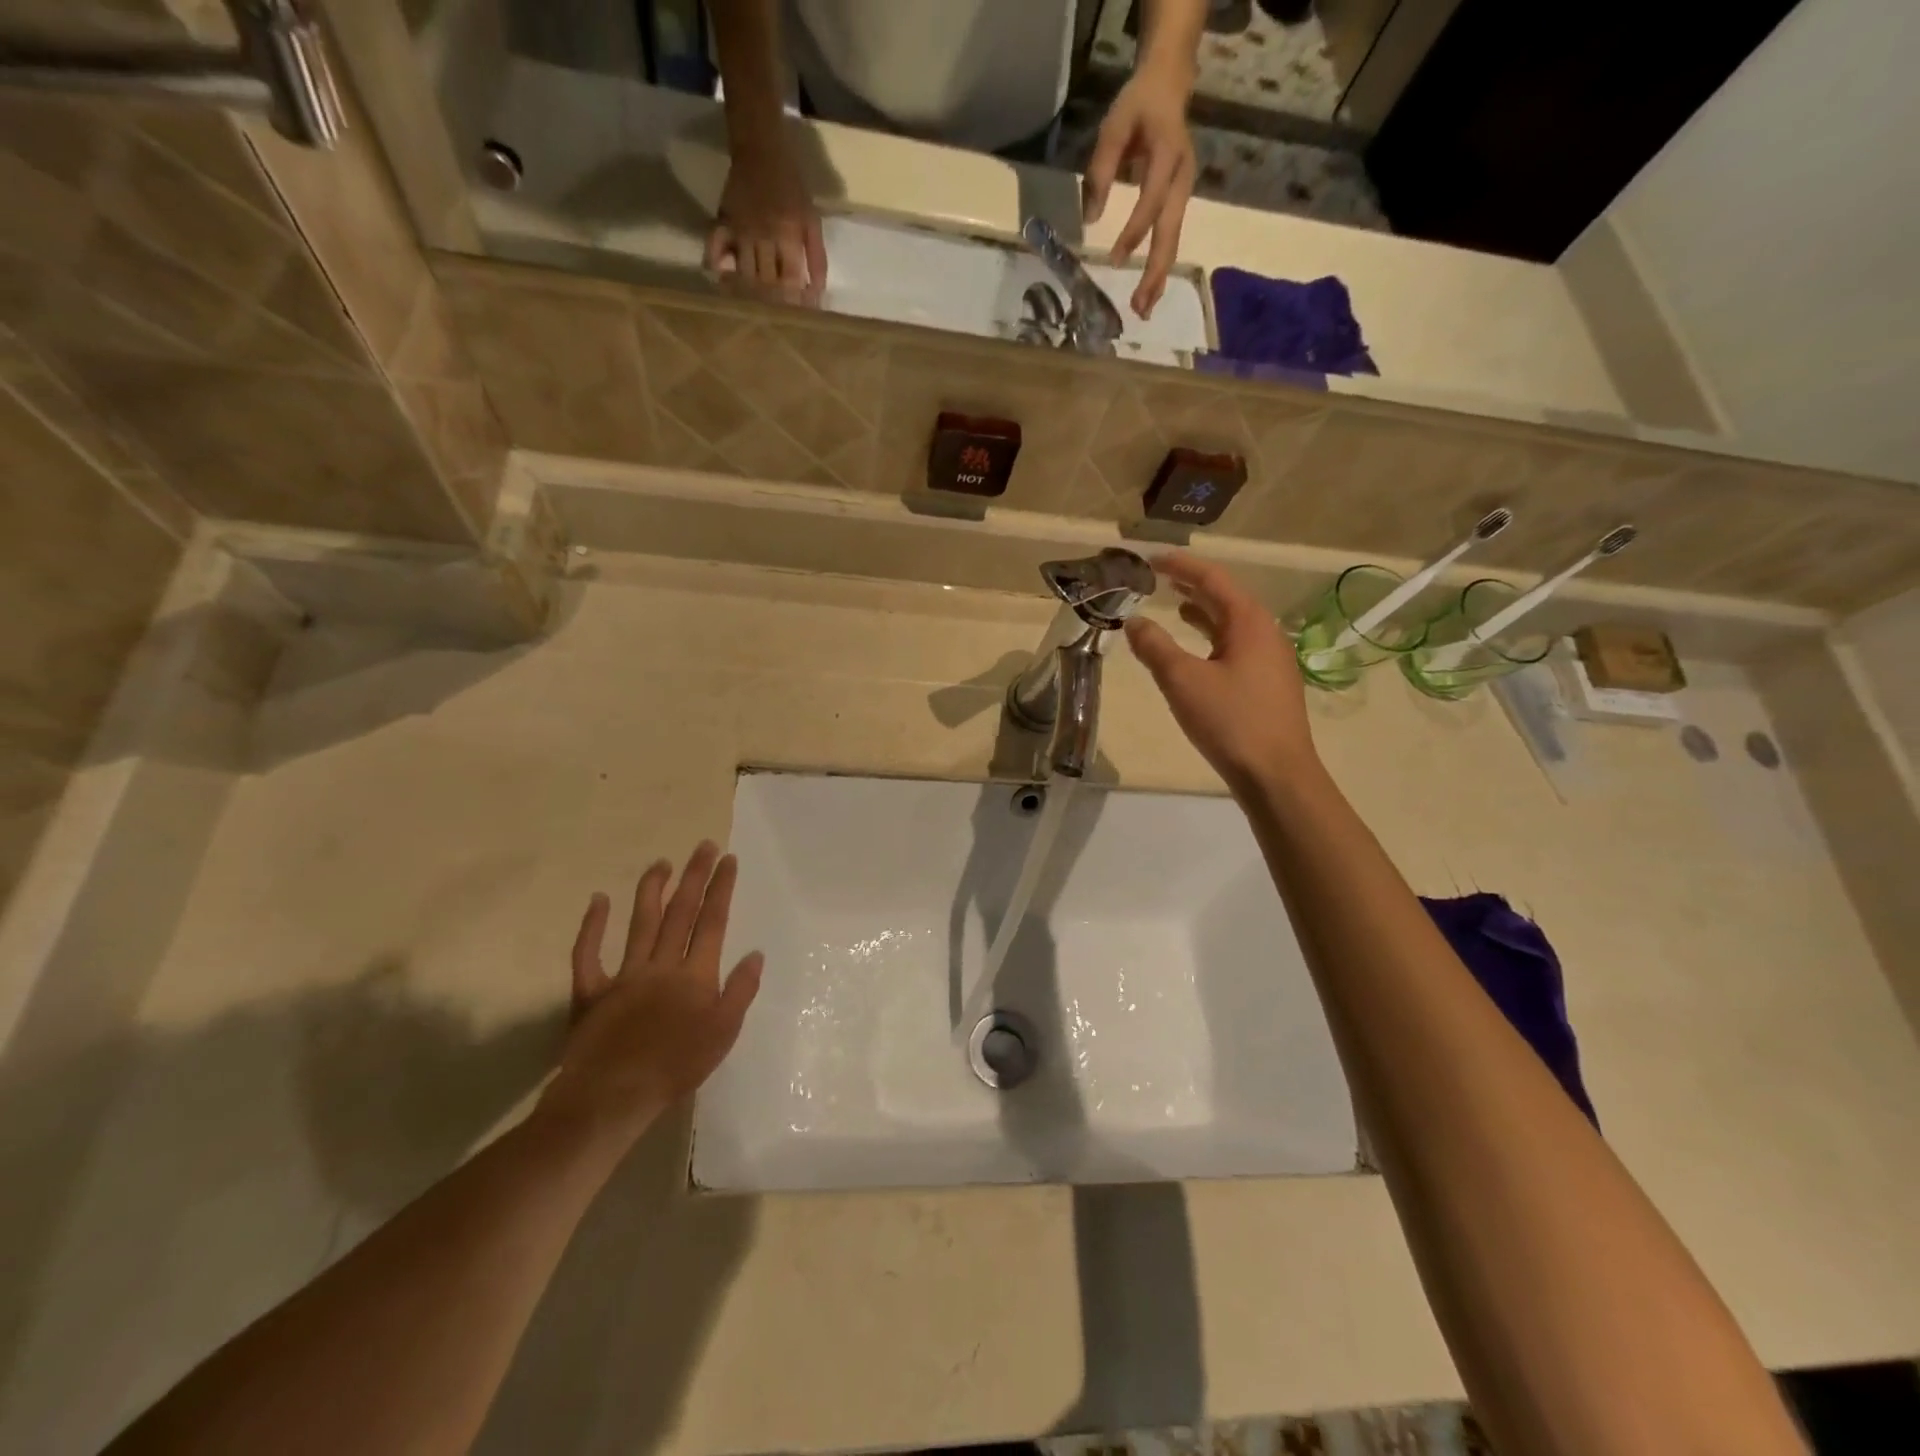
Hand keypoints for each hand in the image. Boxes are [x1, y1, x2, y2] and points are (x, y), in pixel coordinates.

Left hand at [540, 843, 763, 1148]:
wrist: (612, 1097)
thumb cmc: (676, 1067)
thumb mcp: (724, 1033)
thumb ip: (740, 991)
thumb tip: (755, 954)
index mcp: (695, 975)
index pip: (712, 922)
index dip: (721, 888)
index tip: (728, 860)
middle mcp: (661, 965)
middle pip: (680, 912)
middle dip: (694, 876)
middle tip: (703, 846)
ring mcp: (624, 975)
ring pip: (640, 923)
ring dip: (652, 890)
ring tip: (662, 863)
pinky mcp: (591, 992)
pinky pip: (588, 954)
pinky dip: (592, 926)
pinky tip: (599, 900)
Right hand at [705, 134, 826, 302]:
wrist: (761, 149)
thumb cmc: (792, 187)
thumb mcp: (811, 219)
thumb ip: (817, 256)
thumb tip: (818, 292)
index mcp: (788, 234)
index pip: (790, 279)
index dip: (794, 301)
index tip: (798, 317)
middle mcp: (762, 235)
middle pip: (766, 281)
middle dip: (773, 303)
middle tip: (777, 320)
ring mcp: (740, 229)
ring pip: (743, 273)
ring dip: (750, 293)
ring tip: (756, 310)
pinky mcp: (723, 222)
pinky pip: (714, 248)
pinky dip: (717, 266)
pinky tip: (722, 281)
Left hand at [1082, 64, 1196, 319]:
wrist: (1170, 84)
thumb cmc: (1137, 105)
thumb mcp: (1113, 127)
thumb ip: (1101, 171)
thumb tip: (1090, 219)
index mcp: (1168, 154)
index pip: (1152, 200)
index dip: (1134, 230)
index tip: (1114, 259)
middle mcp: (1183, 177)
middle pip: (1170, 231)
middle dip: (1155, 270)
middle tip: (1139, 305)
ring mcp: (1185, 191)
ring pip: (1173, 240)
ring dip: (1159, 277)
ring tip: (1144, 309)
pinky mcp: (1180, 201)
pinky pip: (1171, 238)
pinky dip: (1161, 266)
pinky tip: (1151, 291)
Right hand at [1124, 551, 1317, 794]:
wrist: (1277, 775)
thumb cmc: (1231, 721)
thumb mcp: (1183, 681)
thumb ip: (1155, 648)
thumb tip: (1134, 622)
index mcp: (1249, 622)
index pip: (1212, 579)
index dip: (1180, 566)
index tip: (1151, 559)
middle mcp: (1266, 633)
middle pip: (1226, 598)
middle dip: (1192, 586)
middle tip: (1159, 579)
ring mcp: (1271, 660)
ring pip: (1232, 624)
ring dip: (1203, 612)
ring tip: (1174, 606)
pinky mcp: (1268, 685)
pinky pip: (1236, 646)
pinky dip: (1212, 638)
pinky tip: (1197, 652)